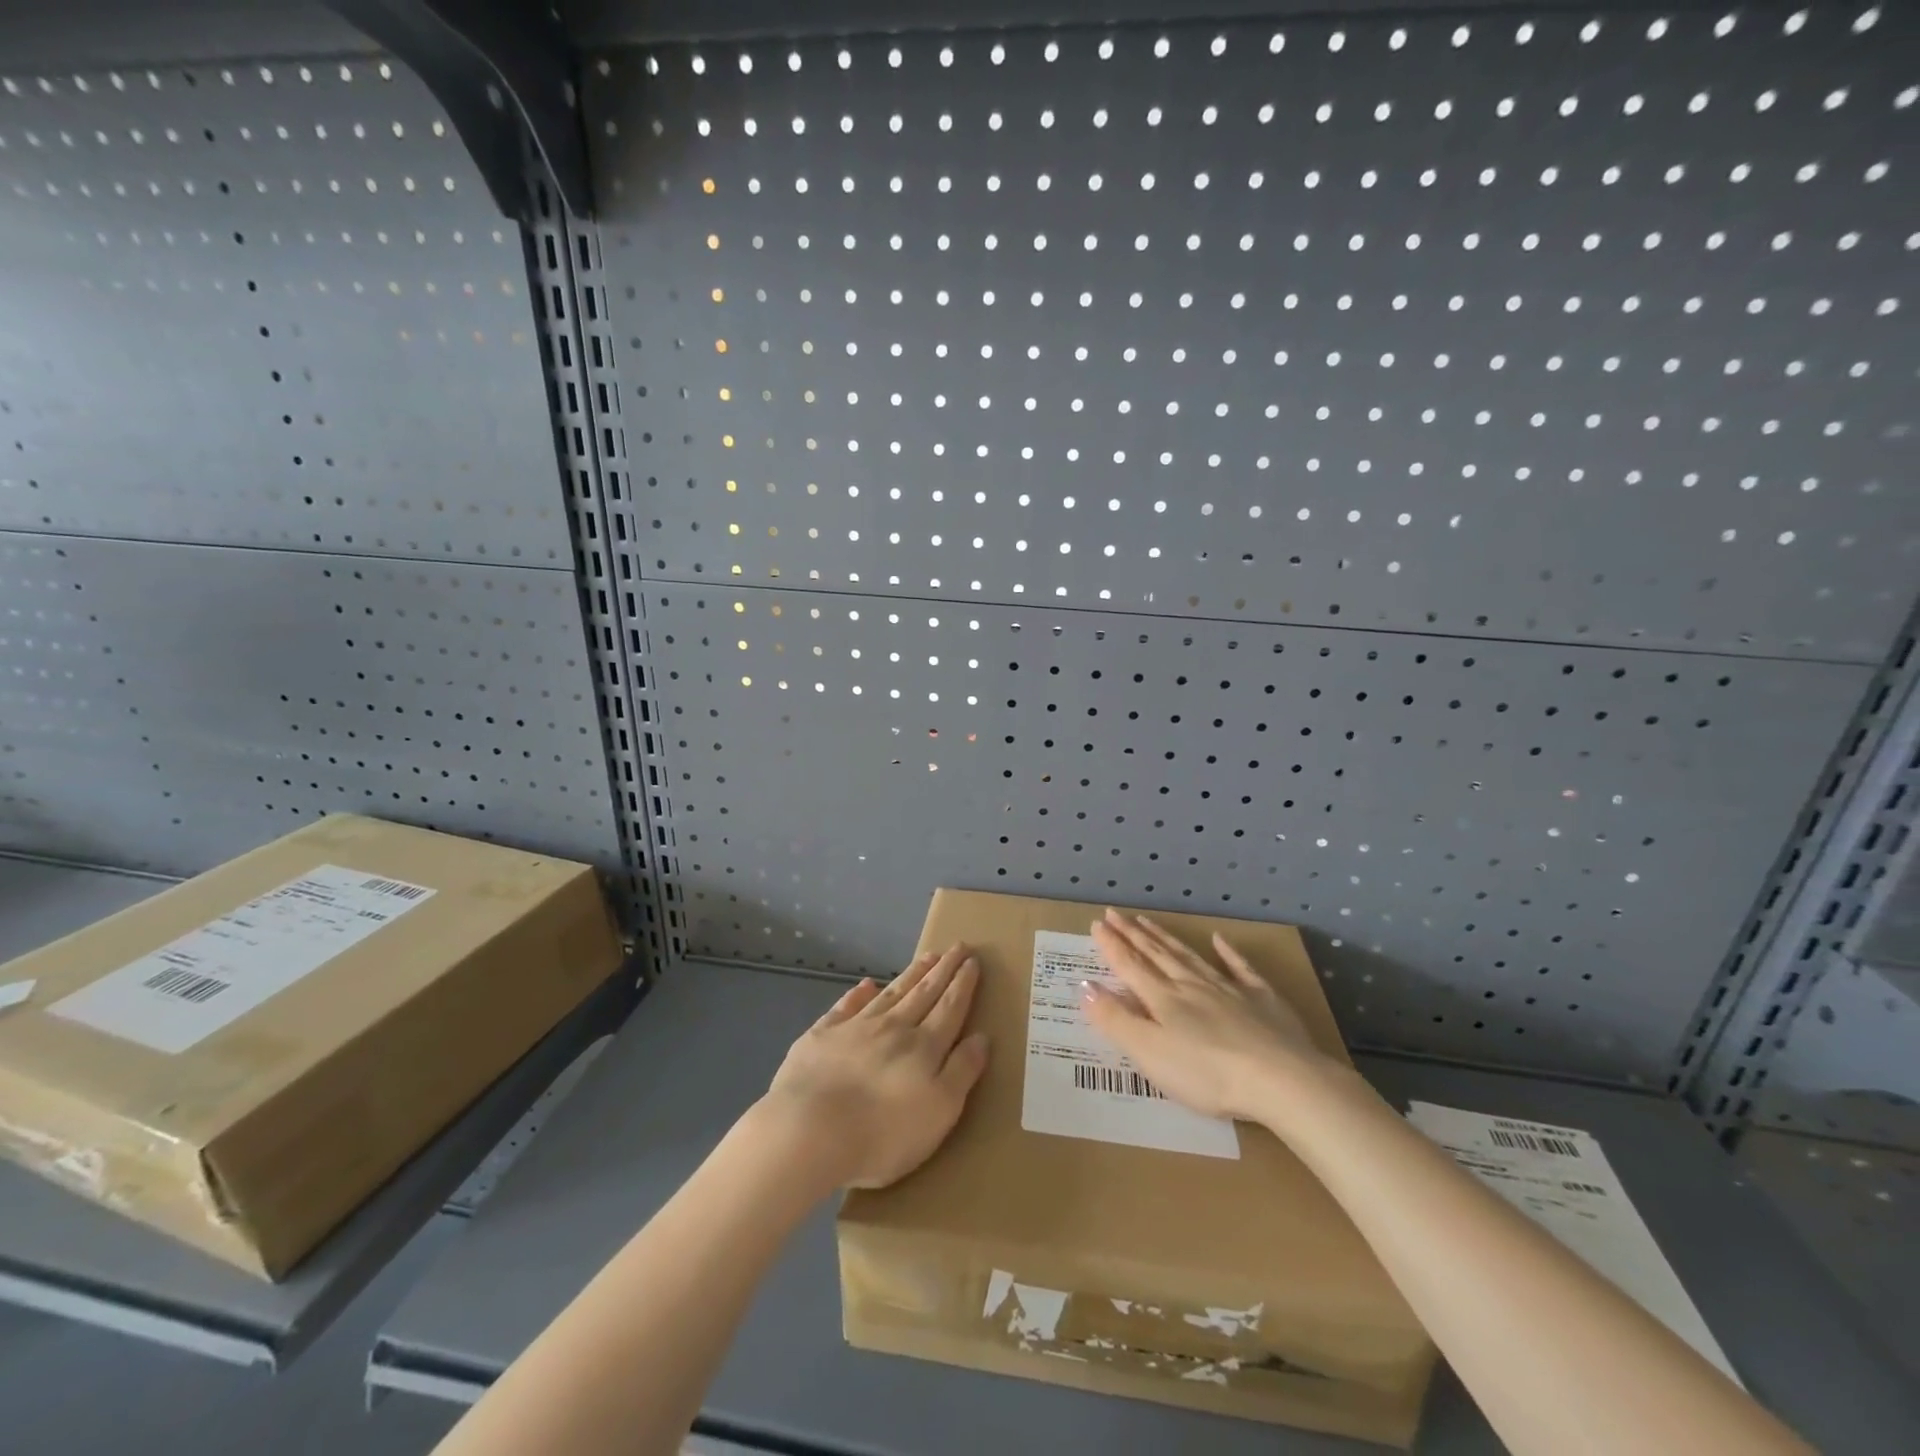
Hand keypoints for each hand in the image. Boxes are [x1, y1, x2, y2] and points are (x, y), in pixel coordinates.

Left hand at [758, 944, 989, 1189]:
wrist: (809, 1130)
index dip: (963, 984)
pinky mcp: (822, 1036)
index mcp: (924, 1047)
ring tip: (927, 956)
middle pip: (924, 993)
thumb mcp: (940, 1111)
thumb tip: (981, 1037)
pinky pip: (846, 1006)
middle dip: (943, 970)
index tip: (973, 961)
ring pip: (891, 993)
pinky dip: (859, 993)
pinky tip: (867, 984)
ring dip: (911, 974)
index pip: (950, 1008)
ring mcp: (855, 1028)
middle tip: (957, 946)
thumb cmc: (882, 1132)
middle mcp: (893, 1028)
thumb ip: (962, 1071)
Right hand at [1086, 910, 1331, 1120]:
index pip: (1130, 966)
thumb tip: (1084, 987)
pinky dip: (1228, 953)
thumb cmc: (1207, 1074)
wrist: (1281, 1080)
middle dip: (1132, 934)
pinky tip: (1220, 940)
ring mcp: (1229, 990)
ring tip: (1148, 921)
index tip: (1097, 923)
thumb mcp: (1150, 1053)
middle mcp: (1192, 986)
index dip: (1111, 945)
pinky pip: (1240, 969)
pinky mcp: (1263, 1000)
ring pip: (1190, 957)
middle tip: (1114, 913)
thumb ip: (1116, 1020)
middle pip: (1157, 955)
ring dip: (1166, 938)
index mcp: (1163, 1000)